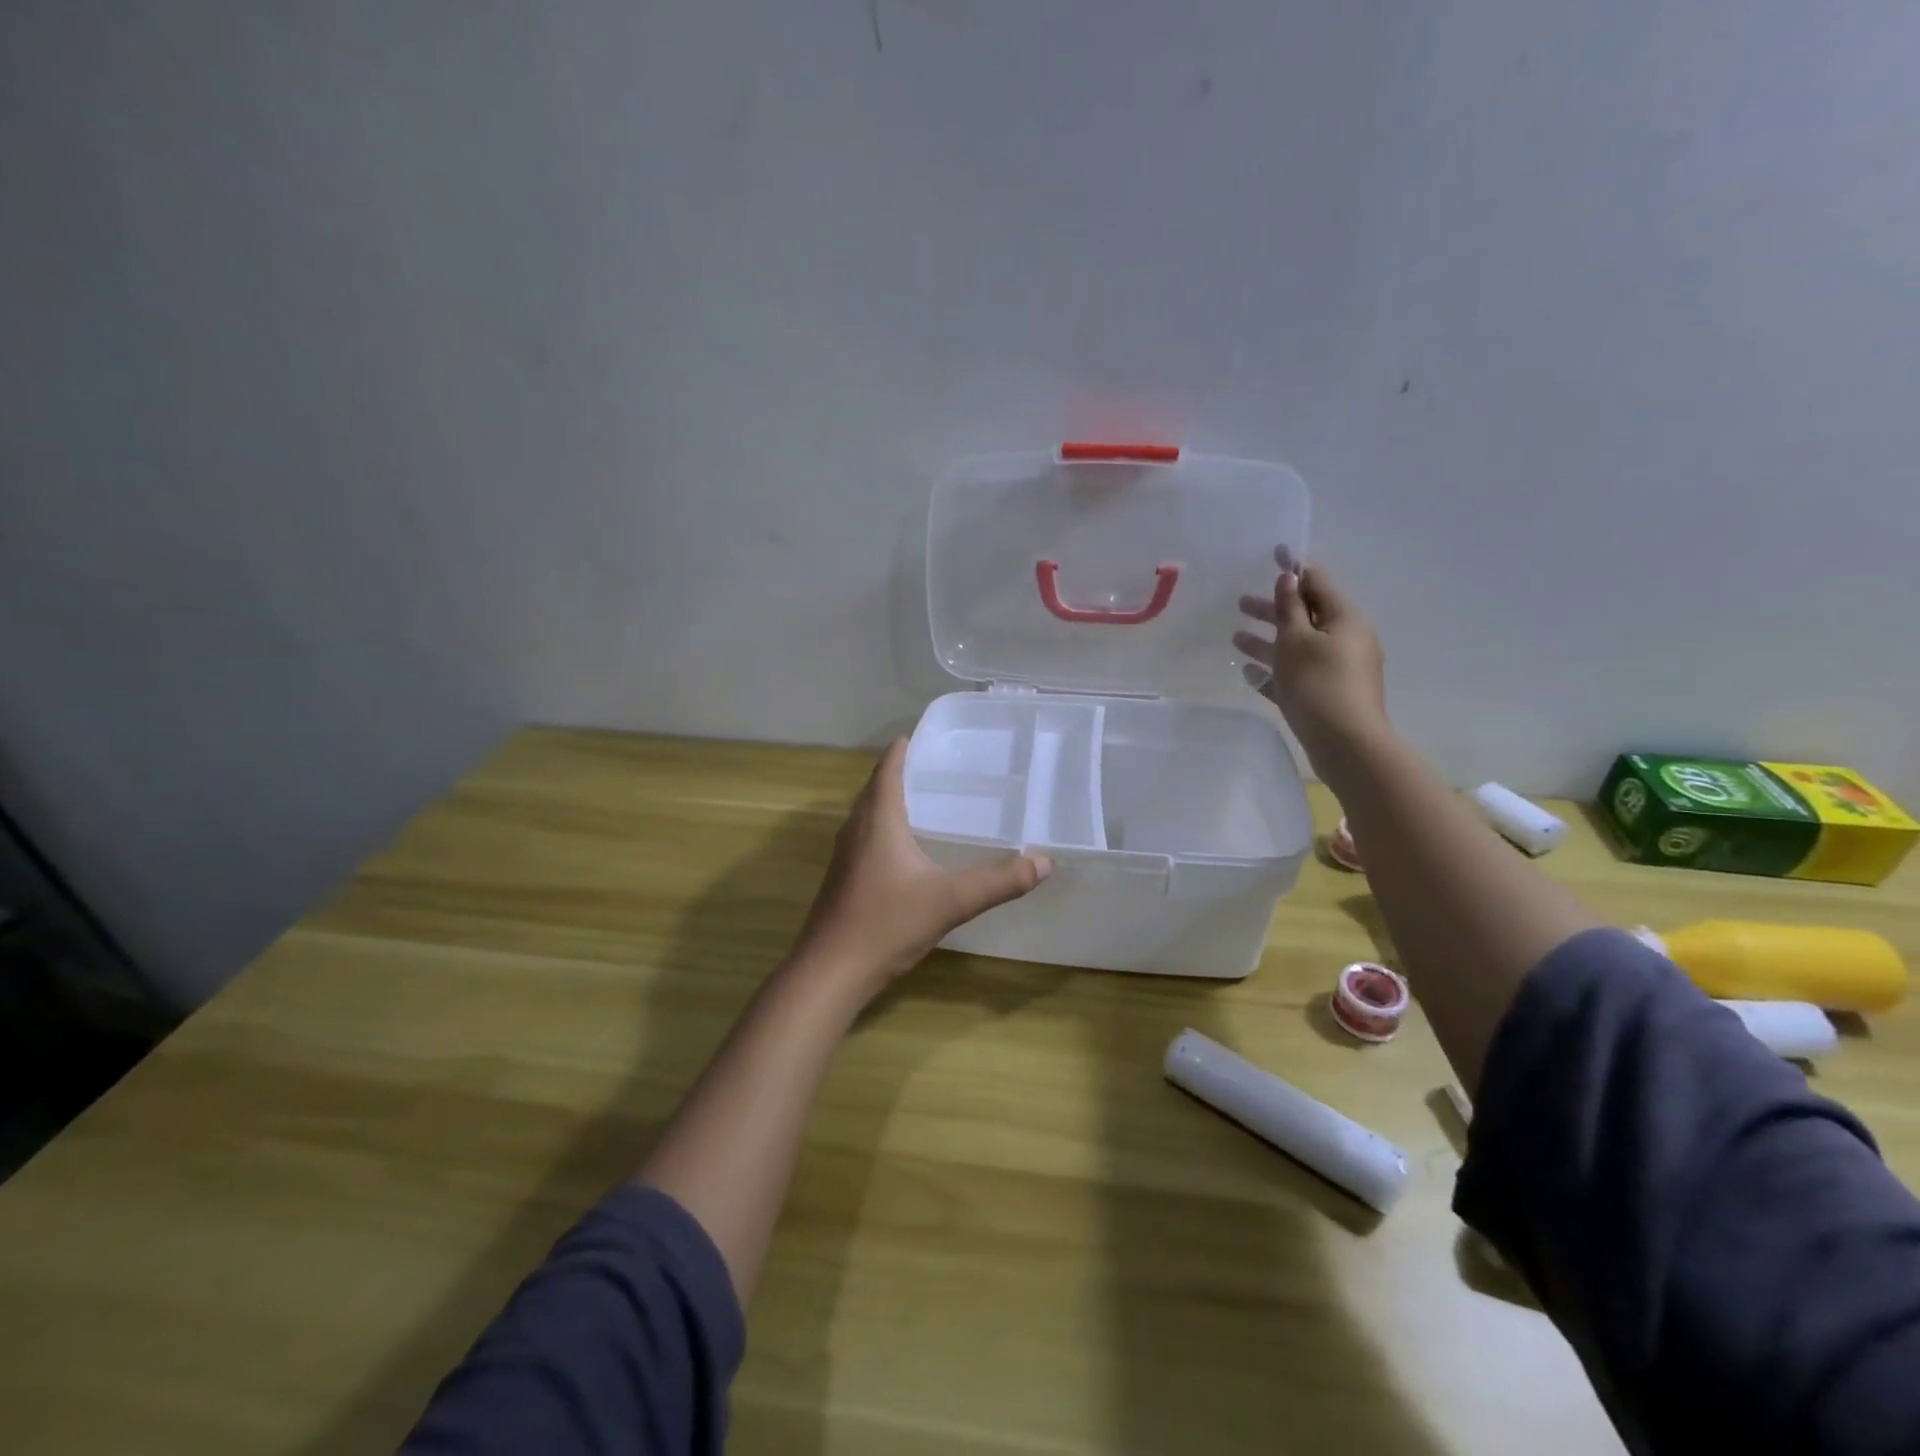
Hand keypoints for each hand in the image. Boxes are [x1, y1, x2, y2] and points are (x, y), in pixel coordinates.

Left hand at [791, 739, 1050, 1000]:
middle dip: (902, 774)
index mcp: (878, 820)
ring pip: (868, 815)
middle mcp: (856, 829)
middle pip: (876, 789)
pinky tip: (908, 850)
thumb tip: (1045, 863)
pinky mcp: (842, 879)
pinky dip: (885, 829)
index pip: (888, 770)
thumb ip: (1000, 881)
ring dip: (892, 802)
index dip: (903, 750)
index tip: (924, 736)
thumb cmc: (886, 924)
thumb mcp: (950, 901)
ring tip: (928, 802)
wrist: (829, 972)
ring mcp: (845, 856)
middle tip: (939, 768)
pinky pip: (865, 838)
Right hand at [1234, 556, 1388, 761]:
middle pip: (1305, 615)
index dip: (1293, 568)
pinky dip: (1275, 670)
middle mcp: (1346, 639)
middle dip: (1273, 609)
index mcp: (1344, 618)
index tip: (1273, 553)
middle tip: (1240, 603)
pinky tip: (1250, 674)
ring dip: (1268, 640)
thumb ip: (1289, 608)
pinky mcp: (1328, 694)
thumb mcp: (1297, 641)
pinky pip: (1297, 674)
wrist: (1345, 743)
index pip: (1317, 582)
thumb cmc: (1318, 684)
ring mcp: (1339, 668)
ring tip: (1236, 639)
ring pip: (1298, 646)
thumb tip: (1289, 578)